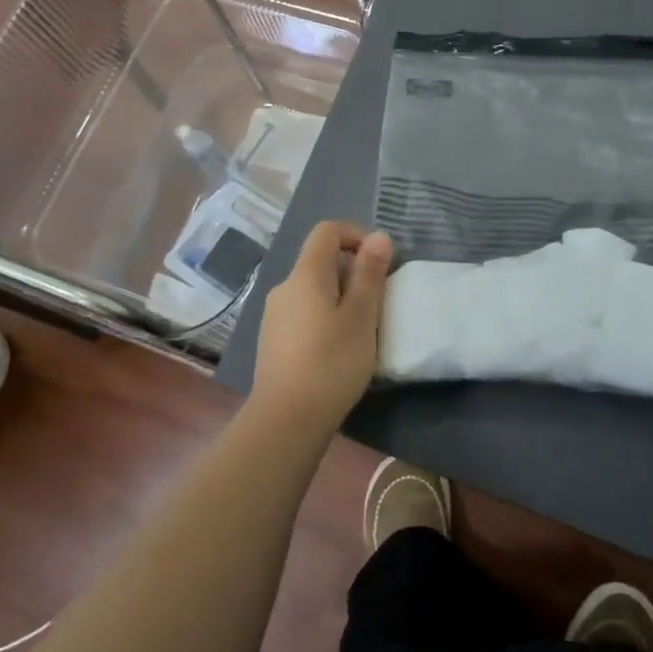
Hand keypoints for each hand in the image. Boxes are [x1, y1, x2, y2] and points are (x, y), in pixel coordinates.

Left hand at [252, 221, 392, 431]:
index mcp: (305, 274)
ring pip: (313, 289)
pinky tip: (337, 349)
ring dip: (340, 296)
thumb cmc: (331, 363)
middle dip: (352, 271)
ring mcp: (274, 315)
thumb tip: (378, 236)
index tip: (379, 262)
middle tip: (377, 303)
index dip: (356, 235)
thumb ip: (369, 273)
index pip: (327, 231)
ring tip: (361, 329)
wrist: (285, 420)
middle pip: (320, 260)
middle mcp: (284, 287)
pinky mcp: (273, 340)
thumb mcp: (361, 316)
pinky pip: (303, 312)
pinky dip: (324, 316)